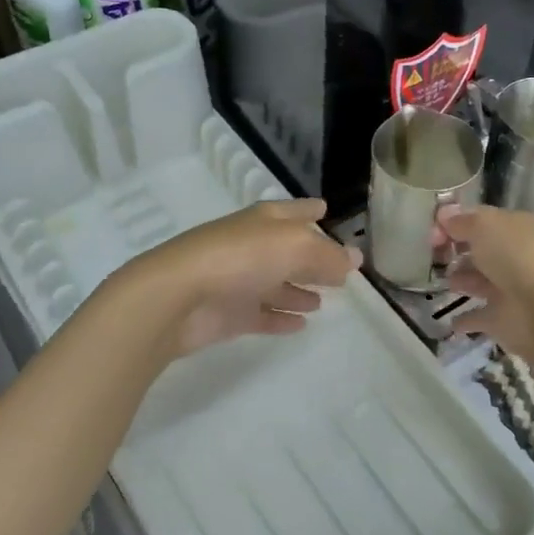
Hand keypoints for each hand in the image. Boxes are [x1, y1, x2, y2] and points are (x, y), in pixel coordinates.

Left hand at [114, 199, 360, 357]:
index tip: (325, 209)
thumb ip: (328, 256)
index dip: (309, 210)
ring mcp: (237, 281)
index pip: (293, 211)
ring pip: (274, 285)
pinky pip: (262, 316)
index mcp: (264, 221)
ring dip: (296, 291)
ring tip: (321, 302)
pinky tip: (300, 325)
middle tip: (337, 272)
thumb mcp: (295, 247)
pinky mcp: (228, 315)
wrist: (178, 297)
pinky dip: (280, 318)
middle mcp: (251, 247)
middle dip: (310, 259)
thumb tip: (355, 259)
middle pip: (286, 251)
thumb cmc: (240, 258)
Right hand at [437, 204, 533, 364]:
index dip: (455, 224)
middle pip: (482, 251)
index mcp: (516, 228)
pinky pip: (479, 317)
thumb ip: (461, 221)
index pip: (481, 221)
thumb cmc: (516, 257)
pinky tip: (449, 319)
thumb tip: (443, 215)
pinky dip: (466, 319)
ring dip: (462, 280)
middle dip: (459, 251)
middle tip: (433, 256)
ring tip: (441, 281)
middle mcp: (515, 257)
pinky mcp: (504, 321)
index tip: (431, 234)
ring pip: (480, 282)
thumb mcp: (484, 226)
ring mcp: (510, 290)